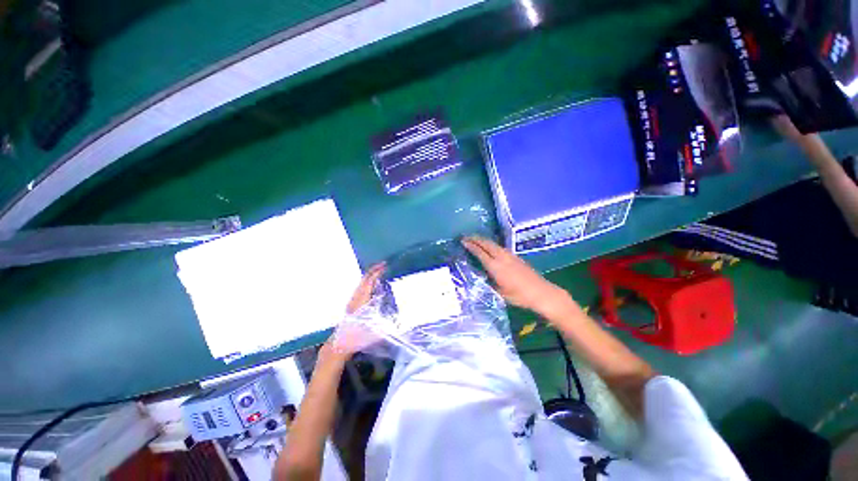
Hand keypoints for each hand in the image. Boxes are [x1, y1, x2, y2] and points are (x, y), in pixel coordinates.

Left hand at [327, 263, 385, 357]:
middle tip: (384, 264)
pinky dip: (368, 281)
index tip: (384, 265)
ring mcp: (353, 300)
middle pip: (364, 279)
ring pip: (362, 282)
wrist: (341, 342)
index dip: (377, 272)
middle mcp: (356, 297)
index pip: (369, 281)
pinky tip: (372, 284)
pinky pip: (361, 287)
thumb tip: (397, 316)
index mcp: (362, 300)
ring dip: (370, 275)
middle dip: (373, 270)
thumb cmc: (356, 334)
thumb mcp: (373, 326)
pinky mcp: (352, 303)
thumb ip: (384, 319)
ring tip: (380, 271)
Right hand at [462, 236, 572, 317]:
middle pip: (487, 244)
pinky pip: (499, 247)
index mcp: (495, 266)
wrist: (541, 292)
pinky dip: (491, 244)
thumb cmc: (519, 296)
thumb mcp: (499, 292)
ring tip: (475, 239)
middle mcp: (502, 257)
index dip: (471, 246)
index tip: (463, 241)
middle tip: (466, 236)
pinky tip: (490, 247)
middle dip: (475, 238)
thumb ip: (489, 281)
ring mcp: (510, 255)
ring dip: (483, 240)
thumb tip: (480, 274)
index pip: (480, 252)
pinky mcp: (515, 256)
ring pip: (493, 244)